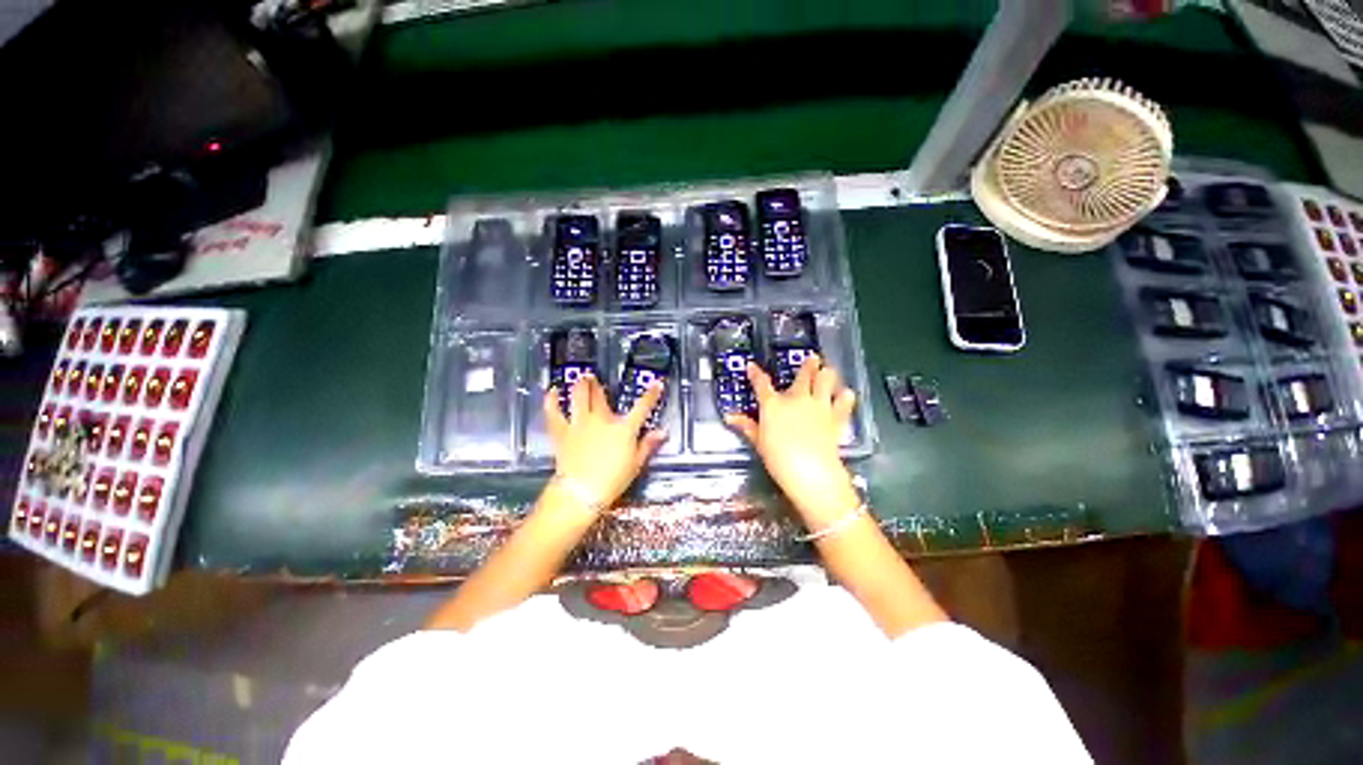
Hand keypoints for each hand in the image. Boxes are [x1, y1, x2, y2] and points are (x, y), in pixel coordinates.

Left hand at [545, 374, 667, 509]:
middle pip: (601, 396)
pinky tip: (553, 392)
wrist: (582, 492)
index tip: (657, 383)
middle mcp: (602, 419)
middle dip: (600, 385)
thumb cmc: (613, 480)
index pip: (642, 407)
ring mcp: (580, 423)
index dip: (651, 394)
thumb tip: (662, 432)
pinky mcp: (562, 432)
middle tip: (597, 378)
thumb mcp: (636, 464)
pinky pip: (555, 412)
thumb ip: (648, 445)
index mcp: (624, 428)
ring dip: (581, 385)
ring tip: (582, 377)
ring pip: (580, 397)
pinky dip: (552, 401)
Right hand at [725, 355, 859, 525]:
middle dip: (808, 364)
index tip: (752, 366)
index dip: (755, 373)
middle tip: (812, 358)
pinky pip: (844, 400)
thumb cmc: (778, 458)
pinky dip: (844, 396)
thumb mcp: (759, 442)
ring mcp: (818, 405)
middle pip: (804, 374)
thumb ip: (746, 426)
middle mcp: (797, 398)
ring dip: (827, 374)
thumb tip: (730, 417)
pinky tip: (844, 395)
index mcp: (774, 404)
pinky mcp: (836, 416)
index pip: (761, 383)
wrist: (810, 471)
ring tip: (828, 371)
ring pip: (827, 378)